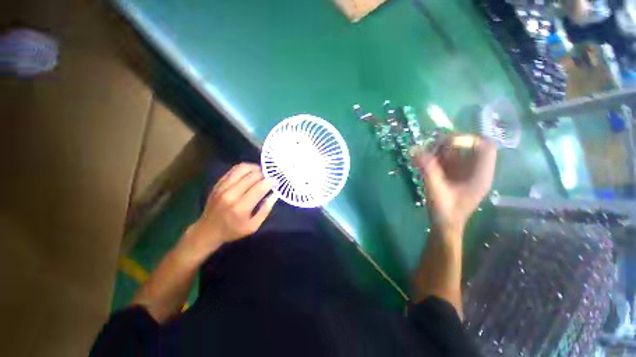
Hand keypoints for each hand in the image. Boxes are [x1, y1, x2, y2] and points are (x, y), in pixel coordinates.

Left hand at [179, 163, 276, 259]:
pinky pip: (233, 170)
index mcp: (241, 207)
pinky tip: (250, 172)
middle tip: (270, 177)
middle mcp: (231, 194)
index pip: (259, 188)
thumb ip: (265, 210)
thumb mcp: (253, 226)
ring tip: (261, 172)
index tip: (276, 181)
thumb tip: (274, 195)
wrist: (207, 231)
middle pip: (252, 176)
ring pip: (242, 169)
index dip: (270, 182)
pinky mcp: (218, 184)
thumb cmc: (232, 230)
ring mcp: (222, 187)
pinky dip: (244, 168)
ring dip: (255, 168)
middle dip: (264, 174)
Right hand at [413, 135, 495, 235]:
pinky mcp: (454, 175)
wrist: (445, 225)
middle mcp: (475, 171)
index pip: (485, 147)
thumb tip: (416, 151)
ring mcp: (465, 173)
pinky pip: (446, 160)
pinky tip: (422, 162)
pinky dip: (434, 159)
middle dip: (448, 145)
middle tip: (430, 149)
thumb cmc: (445, 211)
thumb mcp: (436, 190)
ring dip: (438, 151)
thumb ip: (428, 170)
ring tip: (423, 156)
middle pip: (468, 147)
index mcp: (480, 175)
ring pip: (456, 152)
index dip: (468, 140)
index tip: (446, 144)